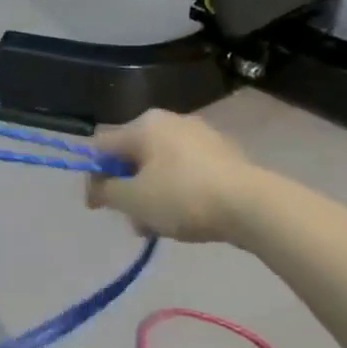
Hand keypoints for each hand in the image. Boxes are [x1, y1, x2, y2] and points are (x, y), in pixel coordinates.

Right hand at [84, 109, 257, 242]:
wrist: (253, 206)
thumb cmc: (183, 197)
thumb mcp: (133, 200)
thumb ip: (106, 191)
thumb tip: (98, 188)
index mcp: (144, 124)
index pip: (102, 146)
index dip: (93, 176)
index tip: (97, 207)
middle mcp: (170, 121)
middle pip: (133, 156)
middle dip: (127, 189)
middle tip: (133, 220)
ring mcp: (200, 135)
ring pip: (160, 166)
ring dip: (151, 194)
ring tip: (159, 226)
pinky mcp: (224, 153)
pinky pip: (187, 171)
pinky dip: (177, 190)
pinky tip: (186, 216)